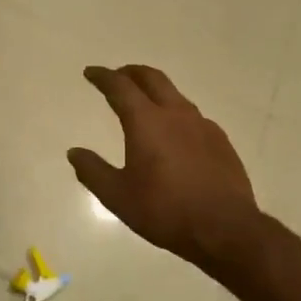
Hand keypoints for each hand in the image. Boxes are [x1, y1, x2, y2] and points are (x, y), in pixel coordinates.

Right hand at [68, 65, 261, 272]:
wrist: (226, 228)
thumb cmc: (165, 210)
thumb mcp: (118, 196)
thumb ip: (93, 171)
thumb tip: (74, 153)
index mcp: (146, 121)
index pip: (120, 87)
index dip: (103, 77)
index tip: (90, 73)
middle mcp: (176, 114)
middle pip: (152, 79)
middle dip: (131, 72)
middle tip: (117, 75)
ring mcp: (203, 126)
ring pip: (175, 95)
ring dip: (156, 91)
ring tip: (145, 103)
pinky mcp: (221, 141)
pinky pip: (194, 116)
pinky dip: (176, 114)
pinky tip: (175, 133)